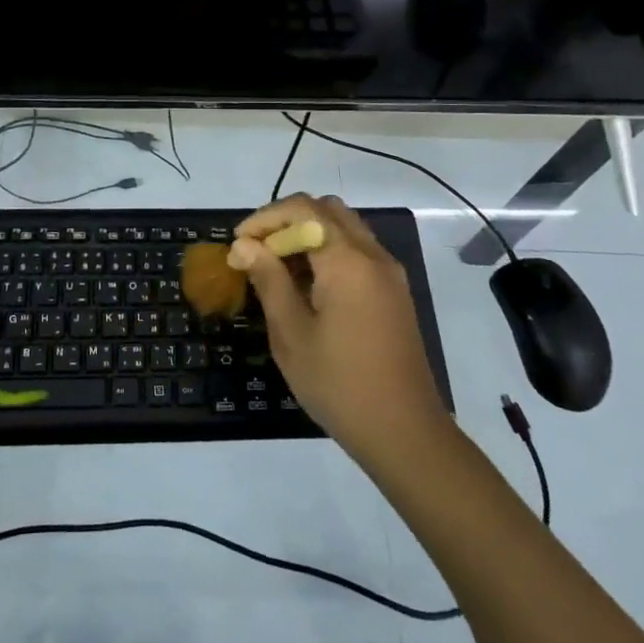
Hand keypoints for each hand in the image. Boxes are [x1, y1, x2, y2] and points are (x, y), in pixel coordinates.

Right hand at [232, 194, 449, 463]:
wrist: (405, 432)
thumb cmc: (340, 385)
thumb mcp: (292, 335)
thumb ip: (269, 281)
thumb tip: (244, 245)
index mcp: (347, 262)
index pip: (303, 210)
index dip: (265, 218)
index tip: (238, 244)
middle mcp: (373, 255)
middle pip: (326, 210)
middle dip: (287, 221)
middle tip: (258, 251)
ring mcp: (389, 273)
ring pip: (344, 227)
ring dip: (308, 234)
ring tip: (277, 268)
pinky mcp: (394, 292)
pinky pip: (357, 251)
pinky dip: (328, 251)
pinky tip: (307, 286)